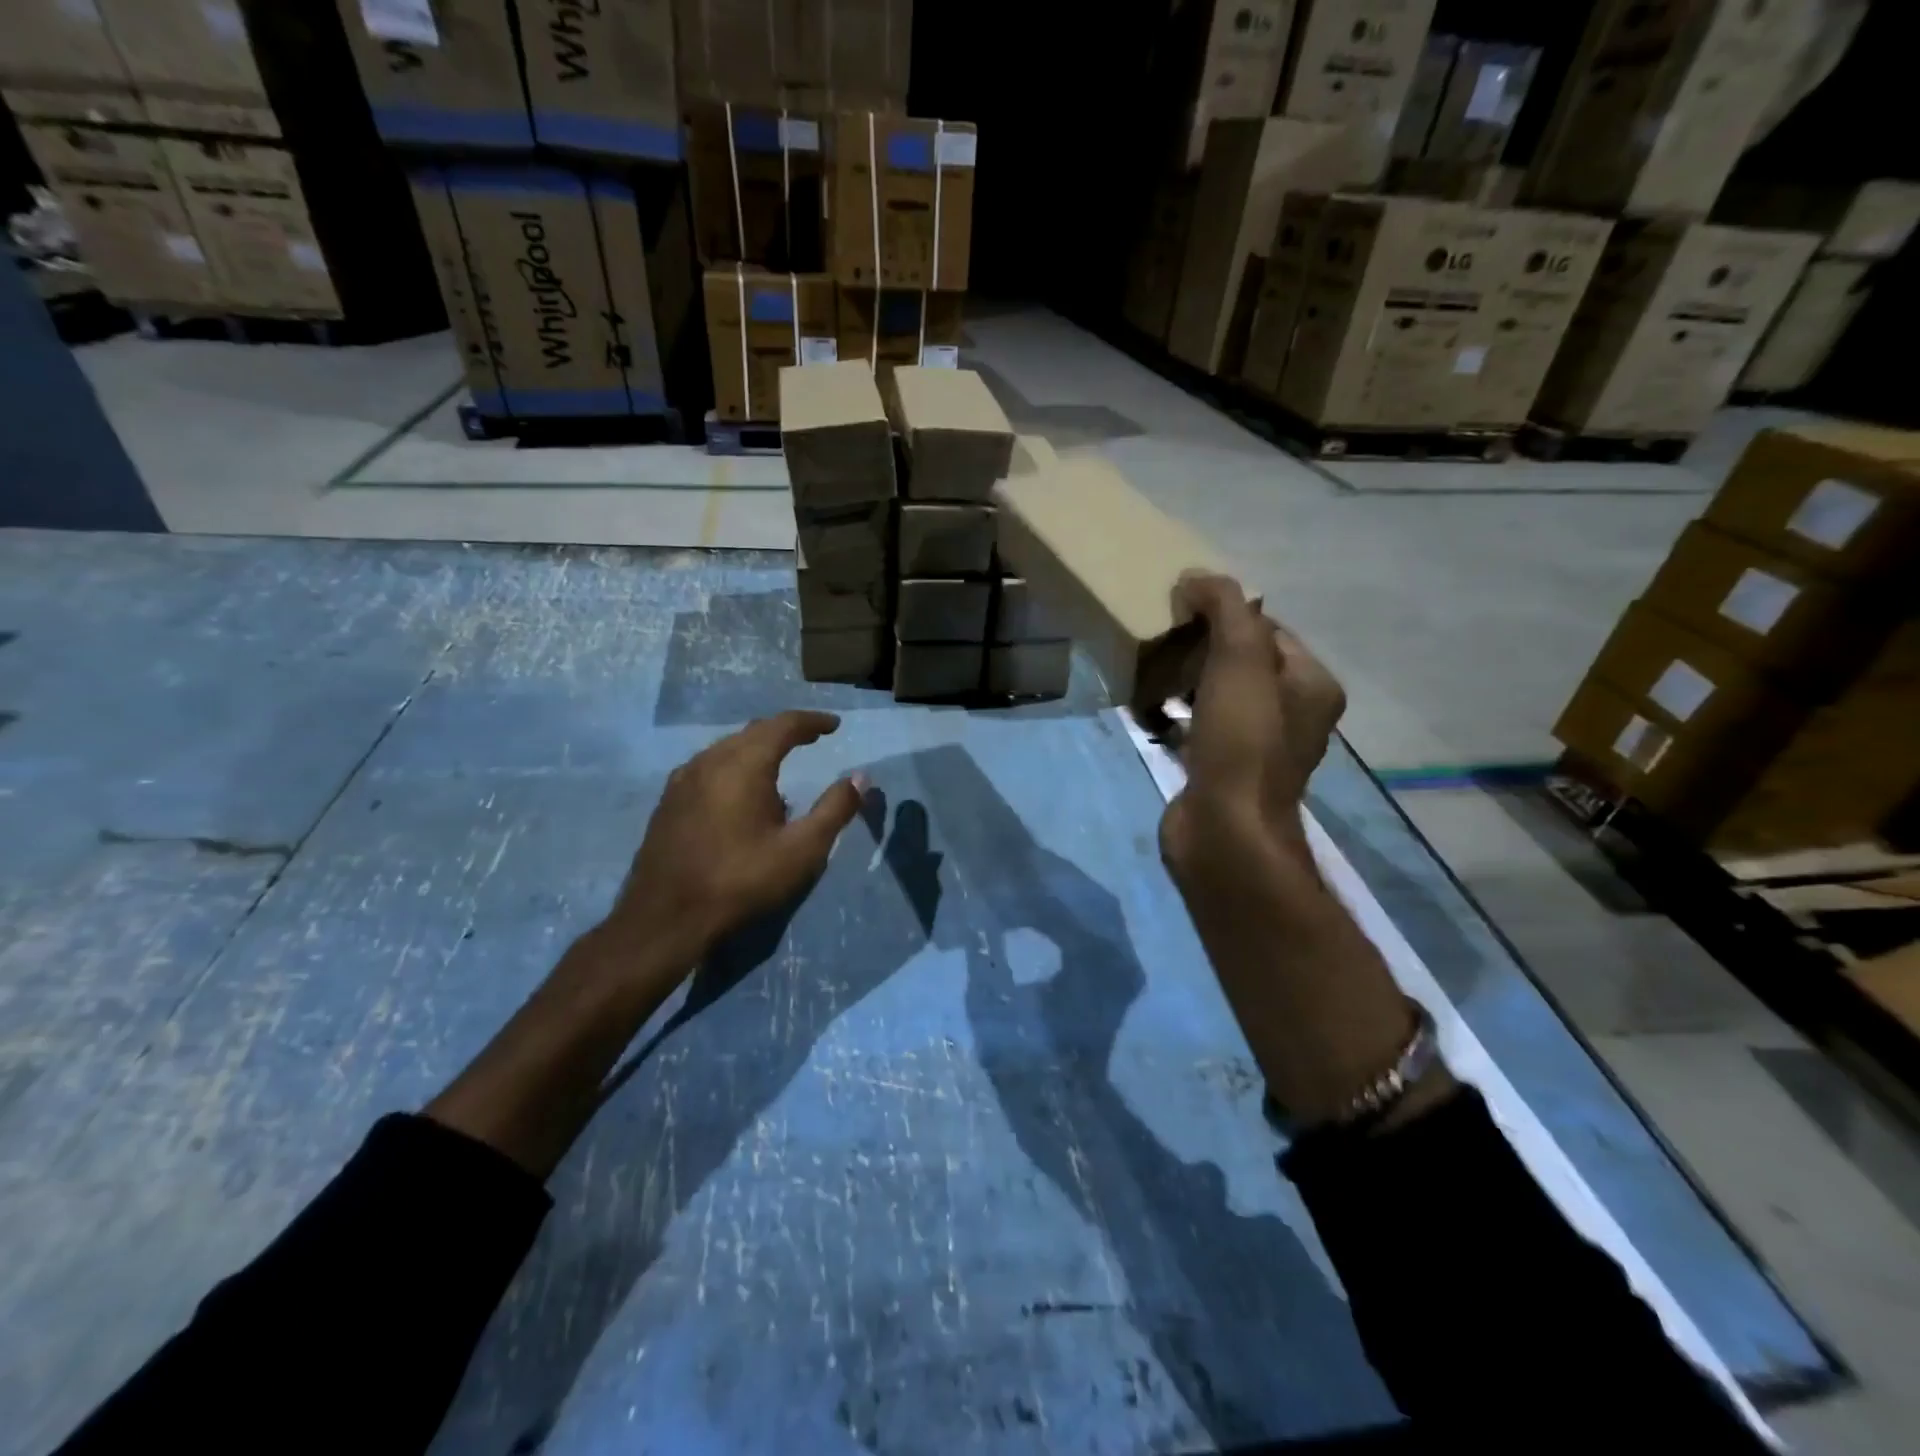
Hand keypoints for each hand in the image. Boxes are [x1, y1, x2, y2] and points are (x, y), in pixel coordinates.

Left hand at [604, 711, 865, 973]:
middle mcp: (709, 761)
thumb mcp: (801, 850)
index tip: (834, 726)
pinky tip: (741, 790)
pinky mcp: (669, 800)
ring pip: (727, 747)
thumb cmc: (741, 882)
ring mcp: (683, 780)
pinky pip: (709, 766)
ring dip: (758, 747)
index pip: (783, 725)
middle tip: (812, 739)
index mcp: (743, 765)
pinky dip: (734, 764)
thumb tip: (861, 777)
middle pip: (754, 731)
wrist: (665, 918)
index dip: (812, 722)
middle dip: (786, 731)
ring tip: (780, 761)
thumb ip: (834, 809)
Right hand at [1155, 574, 1430, 1127]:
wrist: (1224, 833)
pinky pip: (1198, 726)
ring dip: (1184, 678)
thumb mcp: (1240, 661)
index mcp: (1310, 684)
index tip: (1181, 609)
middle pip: (1241, 660)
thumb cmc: (1241, 743)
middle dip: (1200, 646)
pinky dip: (1175, 714)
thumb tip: (1198, 576)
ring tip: (1149, 668)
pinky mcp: (1221, 770)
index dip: (1225, 613)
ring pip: (1217, 694)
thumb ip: (1226, 609)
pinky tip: (1147, 710)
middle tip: (1162, 638)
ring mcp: (1255, 746)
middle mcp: (1291, 713)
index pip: (1267, 628)